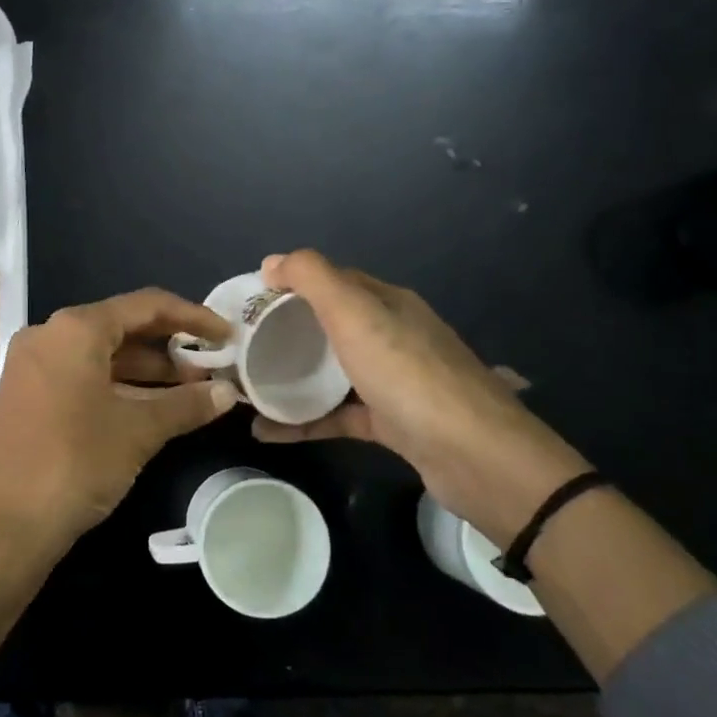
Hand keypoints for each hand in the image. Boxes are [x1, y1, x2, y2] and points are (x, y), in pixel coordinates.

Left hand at [0, 288, 242, 549]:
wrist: (0, 526)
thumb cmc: (73, 463)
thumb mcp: (137, 431)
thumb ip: (185, 405)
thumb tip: (227, 392)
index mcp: (75, 329)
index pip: (146, 305)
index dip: (193, 316)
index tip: (227, 336)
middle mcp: (49, 337)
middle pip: (122, 328)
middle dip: (169, 348)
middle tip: (211, 369)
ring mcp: (32, 367)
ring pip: (101, 357)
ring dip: (146, 372)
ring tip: (191, 393)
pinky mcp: (26, 398)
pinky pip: (81, 378)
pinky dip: (118, 388)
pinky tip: (150, 411)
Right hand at [250, 250, 590, 543]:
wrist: (474, 455)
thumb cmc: (407, 373)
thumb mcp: (355, 312)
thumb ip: (313, 278)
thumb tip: (272, 261)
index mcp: (387, 304)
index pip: (334, 281)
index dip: (292, 283)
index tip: (249, 298)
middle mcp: (393, 336)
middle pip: (330, 326)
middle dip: (287, 331)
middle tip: (242, 344)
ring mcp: (393, 382)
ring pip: (332, 373)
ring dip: (291, 378)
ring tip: (247, 386)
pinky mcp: (391, 424)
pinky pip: (336, 416)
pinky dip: (303, 422)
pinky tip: (266, 431)